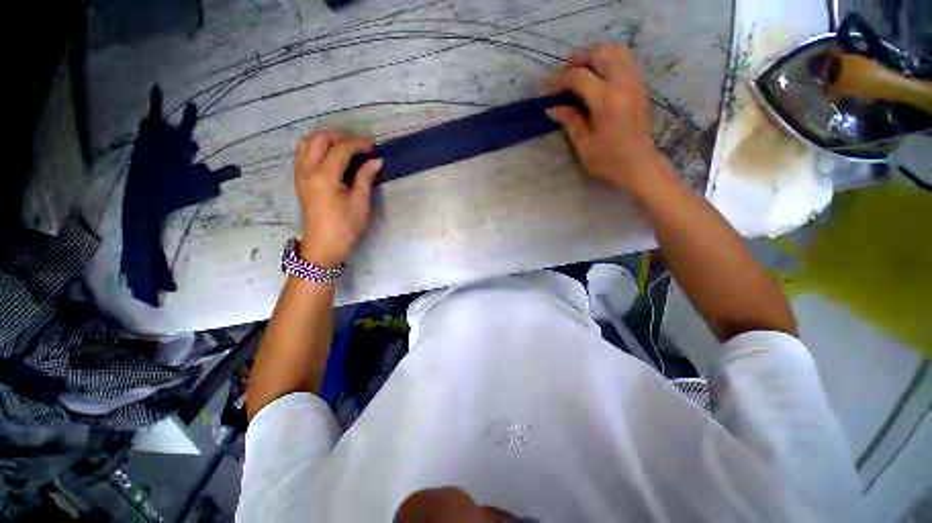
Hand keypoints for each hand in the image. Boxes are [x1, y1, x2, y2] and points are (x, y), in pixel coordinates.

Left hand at [294, 130, 382, 267]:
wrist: (323, 246)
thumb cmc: (345, 227)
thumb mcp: (360, 203)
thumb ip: (365, 178)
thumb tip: (376, 161)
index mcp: (324, 176)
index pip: (340, 149)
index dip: (358, 143)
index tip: (374, 146)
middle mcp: (308, 170)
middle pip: (318, 139)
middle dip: (339, 136)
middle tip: (358, 144)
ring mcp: (301, 175)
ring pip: (307, 143)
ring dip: (325, 139)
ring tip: (344, 146)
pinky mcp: (300, 181)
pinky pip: (303, 154)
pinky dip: (316, 148)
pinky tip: (330, 157)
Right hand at [548, 44, 671, 194]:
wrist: (640, 166)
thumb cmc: (608, 161)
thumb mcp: (584, 146)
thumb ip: (570, 122)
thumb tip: (553, 108)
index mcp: (606, 101)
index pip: (580, 77)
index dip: (561, 80)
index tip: (549, 90)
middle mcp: (623, 85)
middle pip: (601, 54)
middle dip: (579, 59)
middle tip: (565, 73)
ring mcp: (634, 84)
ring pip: (617, 52)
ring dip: (596, 56)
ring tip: (582, 70)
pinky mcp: (640, 88)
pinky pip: (626, 61)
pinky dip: (609, 61)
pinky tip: (599, 76)